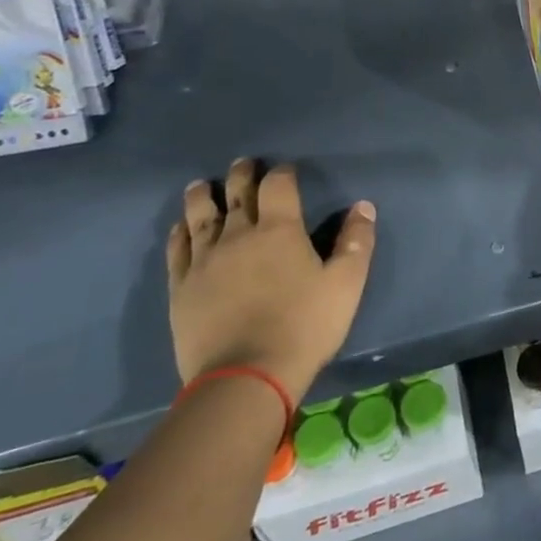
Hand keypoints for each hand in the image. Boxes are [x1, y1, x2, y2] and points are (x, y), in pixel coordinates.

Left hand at [167, 159, 376, 401]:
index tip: (287, 170)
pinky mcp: (181, 288)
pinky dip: (180, 232)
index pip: (278, 186)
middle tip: (242, 163)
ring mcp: (204, 261)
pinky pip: (177, 250)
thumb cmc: (305, 326)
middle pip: (237, 194)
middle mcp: (238, 236)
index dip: (283, 173)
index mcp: (280, 231)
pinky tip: (181, 227)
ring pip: (200, 217)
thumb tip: (363, 206)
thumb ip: (356, 241)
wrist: (245, 377)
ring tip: (202, 185)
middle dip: (242, 175)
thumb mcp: (347, 283)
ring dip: (203, 196)